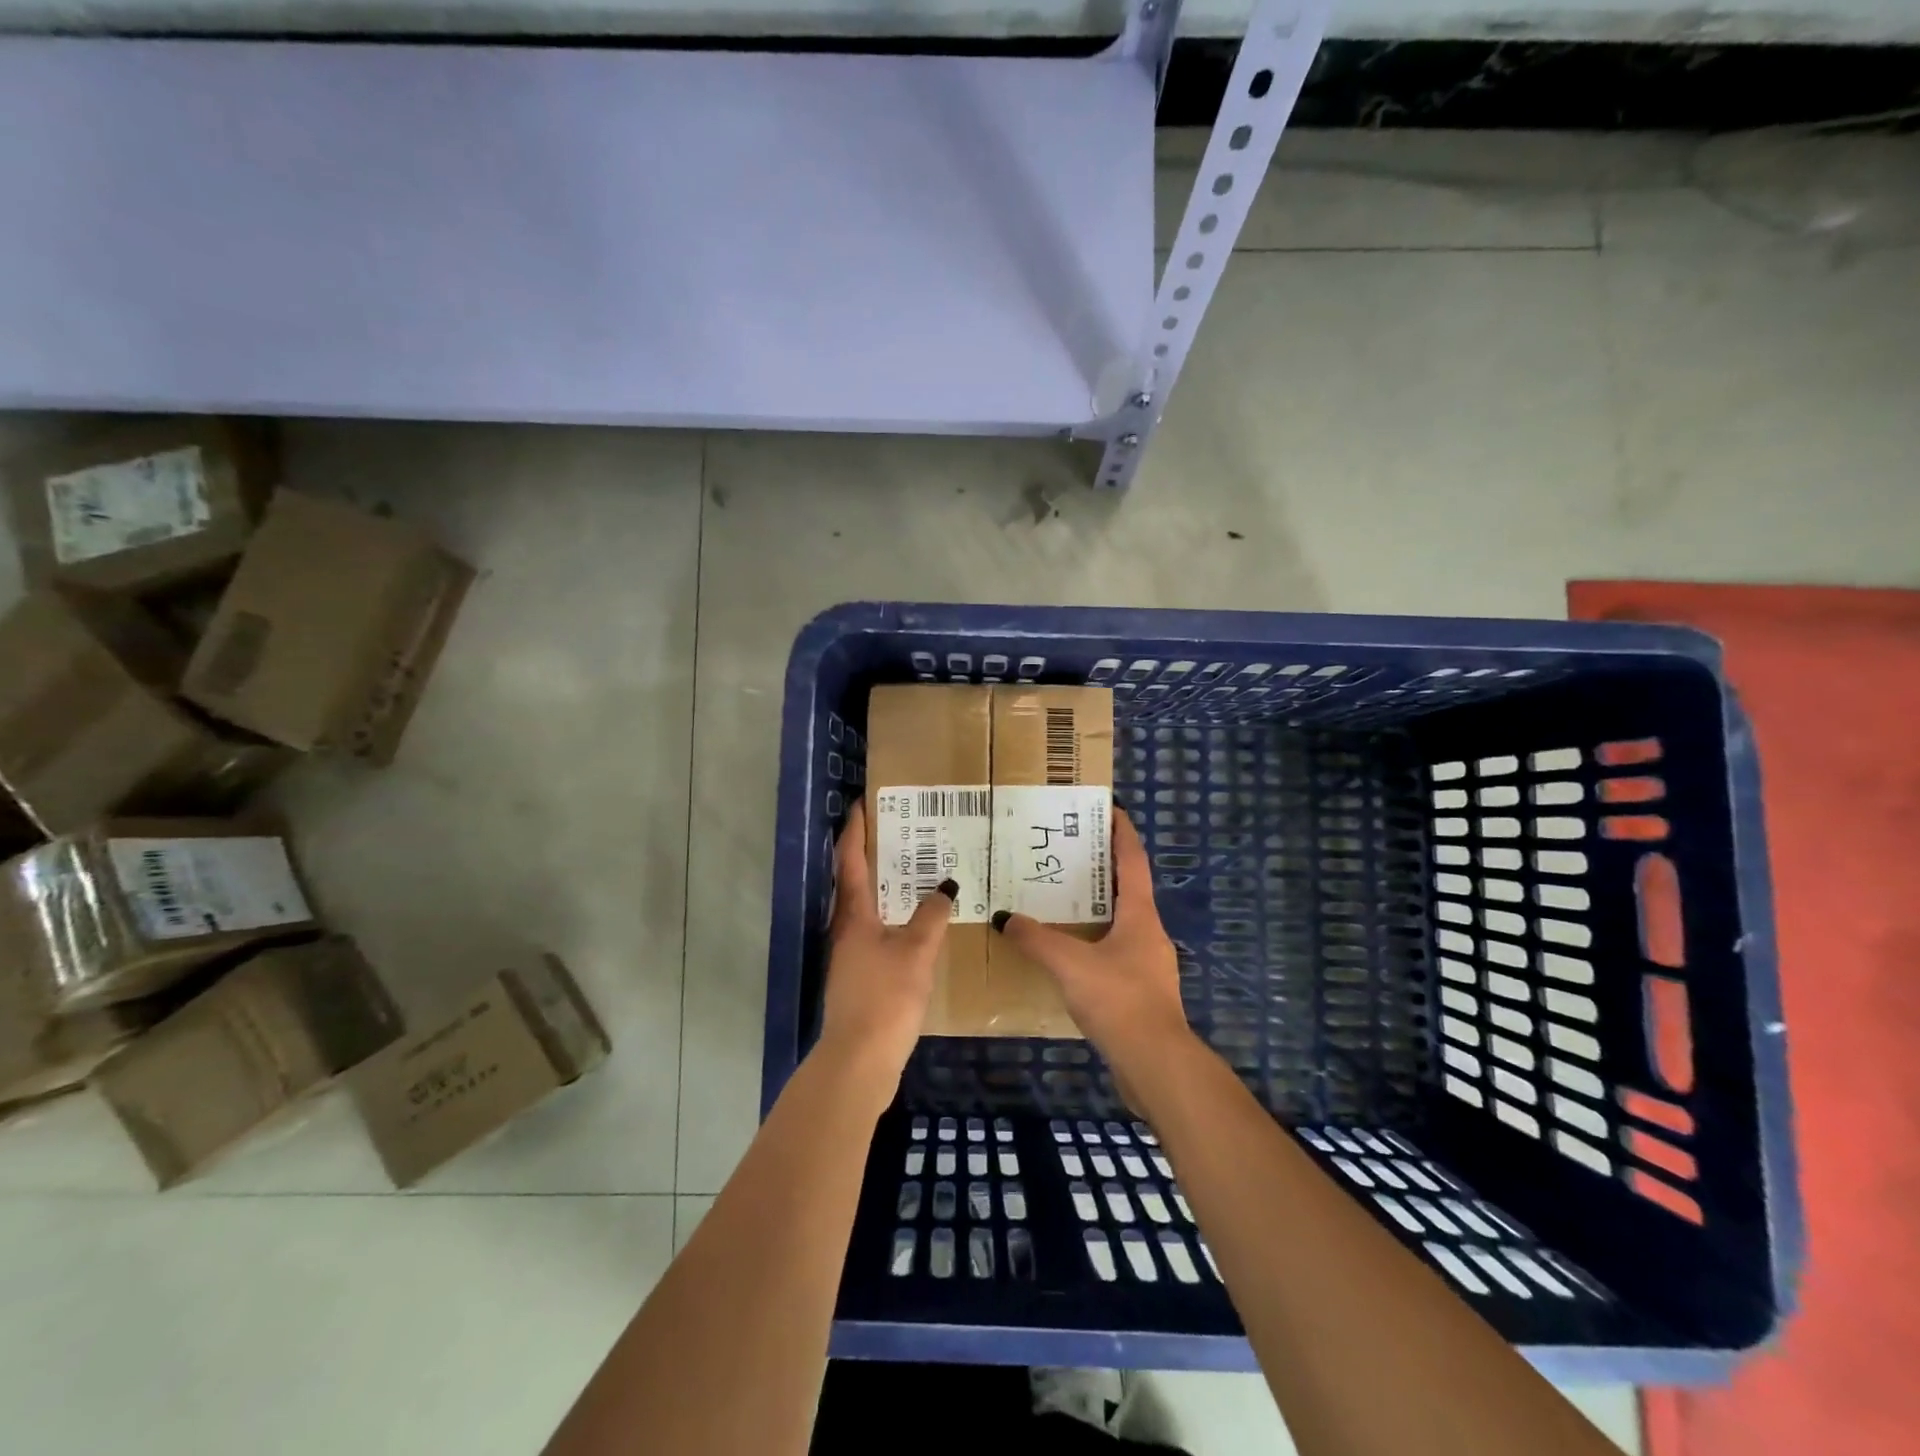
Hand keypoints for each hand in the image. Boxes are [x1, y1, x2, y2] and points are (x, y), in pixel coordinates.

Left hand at [816, 799, 953, 1098]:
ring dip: (883, 886)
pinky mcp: (859, 975)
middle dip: (872, 854)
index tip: (861, 804)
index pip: (851, 861)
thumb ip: (931, 917)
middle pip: (854, 881)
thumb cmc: (886, 997)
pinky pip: (875, 931)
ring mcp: (850, 954)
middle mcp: (845, 928)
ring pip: (865, 907)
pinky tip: (914, 921)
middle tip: (899, 831)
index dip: (855, 831)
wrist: (860, 1059)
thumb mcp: (916, 952)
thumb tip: (945, 887)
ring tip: (912, 870)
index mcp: (853, 915)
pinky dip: (891, 915)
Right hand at [994, 807, 1194, 1078]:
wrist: (1156, 1065)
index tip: (1109, 808)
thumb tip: (1006, 919)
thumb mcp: (1071, 964)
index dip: (1122, 832)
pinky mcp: (1140, 991)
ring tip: (1060, 898)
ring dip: (1096, 906)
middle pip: (1127, 889)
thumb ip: (1036, 939)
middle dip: (1101, 868)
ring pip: (1119, 922)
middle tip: (1067, 852)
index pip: (1133, 861)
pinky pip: (1113, 952)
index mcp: (1140, 916)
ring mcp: (1147, 964)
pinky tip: (1067, 952)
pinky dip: (1092, 941)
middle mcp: (1149, 933)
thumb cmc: (1120, 1001)